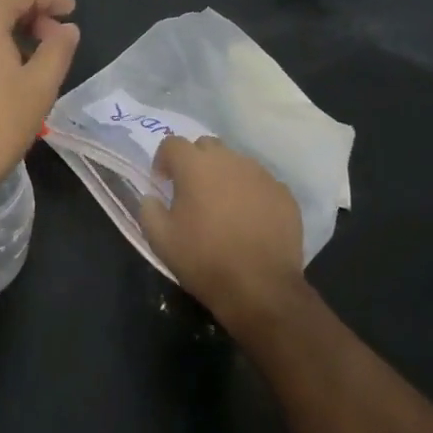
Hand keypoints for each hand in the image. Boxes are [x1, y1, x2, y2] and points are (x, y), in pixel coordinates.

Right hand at [140, 135, 303, 328]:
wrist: (261, 288)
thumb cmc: (204, 260)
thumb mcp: (160, 239)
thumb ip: (149, 209)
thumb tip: (152, 197)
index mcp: (195, 166)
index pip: (172, 143)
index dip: (163, 160)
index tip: (163, 183)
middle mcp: (229, 161)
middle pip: (206, 146)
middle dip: (195, 161)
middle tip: (192, 191)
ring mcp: (261, 175)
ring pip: (236, 163)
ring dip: (224, 176)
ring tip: (223, 206)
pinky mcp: (284, 194)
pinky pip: (260, 183)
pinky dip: (250, 192)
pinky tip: (249, 219)